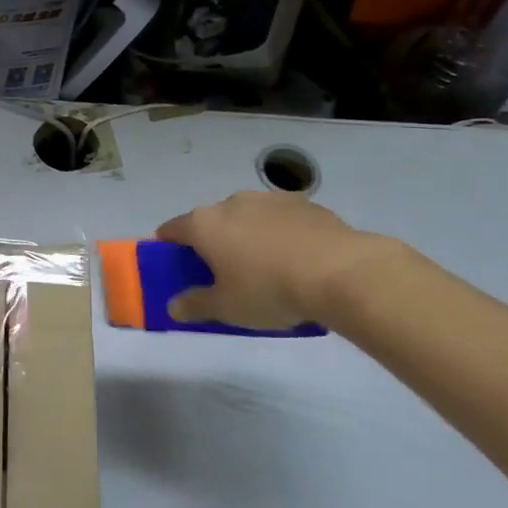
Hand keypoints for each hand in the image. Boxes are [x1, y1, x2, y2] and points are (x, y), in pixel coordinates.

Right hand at [157, 191, 392, 329]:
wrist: (340, 272)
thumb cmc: (269, 290)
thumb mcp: (227, 308)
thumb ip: (195, 305)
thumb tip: (173, 307)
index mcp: (205, 224)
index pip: (172, 229)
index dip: (167, 245)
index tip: (172, 262)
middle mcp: (232, 203)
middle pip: (212, 221)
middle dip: (214, 243)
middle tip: (225, 274)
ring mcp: (269, 199)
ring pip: (248, 218)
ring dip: (248, 236)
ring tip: (267, 268)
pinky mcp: (304, 203)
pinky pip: (281, 220)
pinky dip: (281, 235)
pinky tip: (298, 260)